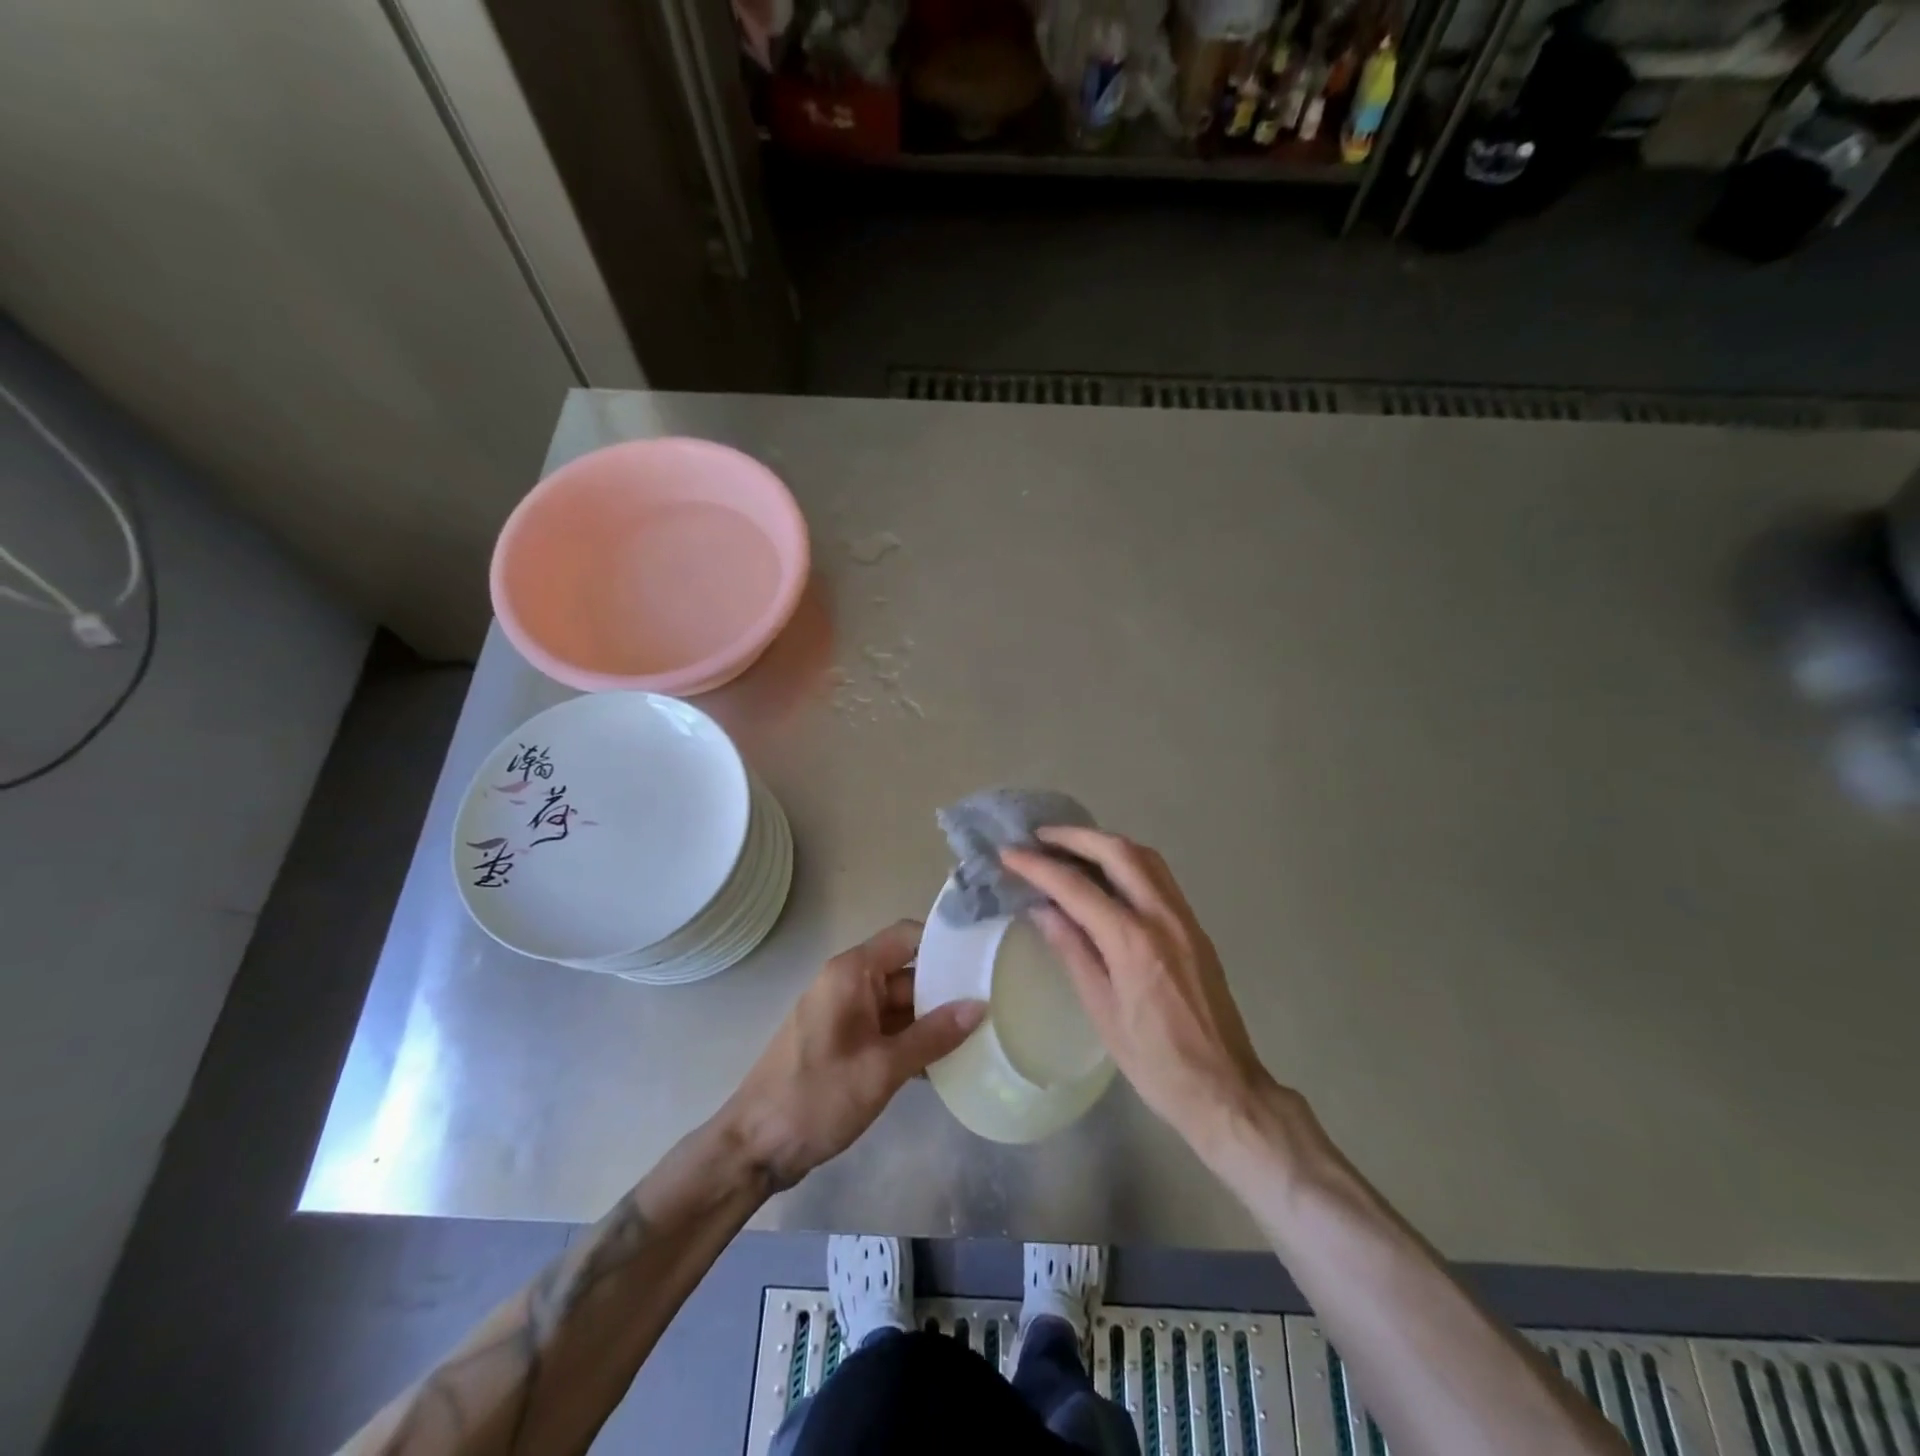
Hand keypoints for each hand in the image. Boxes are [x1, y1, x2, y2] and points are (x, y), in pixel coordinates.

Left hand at [722, 921, 985, 1190]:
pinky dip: (912, 1041)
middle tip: (994, 1004)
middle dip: (946, 989)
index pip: (908, 937)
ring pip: (900, 1004)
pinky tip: (946, 1065)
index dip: (945, 943)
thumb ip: (933, 1036)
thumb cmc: (816, 1098)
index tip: (984, 959)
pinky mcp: (844, 1041)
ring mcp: (845, 1013)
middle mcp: (849, 983)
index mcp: (852, 973)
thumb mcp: (881, 1069)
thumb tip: (979, 1005)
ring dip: (933, 1021)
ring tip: (981, 1034)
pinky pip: (887, 1029)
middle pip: (908, 972)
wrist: (755, 1147)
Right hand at [1001, 829, 1275, 1148]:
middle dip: (1075, 837)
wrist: (1225, 1089)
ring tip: (1070, 847)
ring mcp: (1184, 918)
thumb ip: (1073, 951)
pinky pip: (1159, 876)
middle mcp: (1162, 916)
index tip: (1009, 853)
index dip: (1038, 867)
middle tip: (1039, 837)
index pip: (1076, 888)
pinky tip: (1107, 875)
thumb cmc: (1154, 1062)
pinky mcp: (1195, 927)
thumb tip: (1043, 909)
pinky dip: (1128, 861)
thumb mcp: (1102, 1012)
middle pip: (1118, 852)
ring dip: (1105, 843)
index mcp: (1133, 941)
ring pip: (1145, 857)